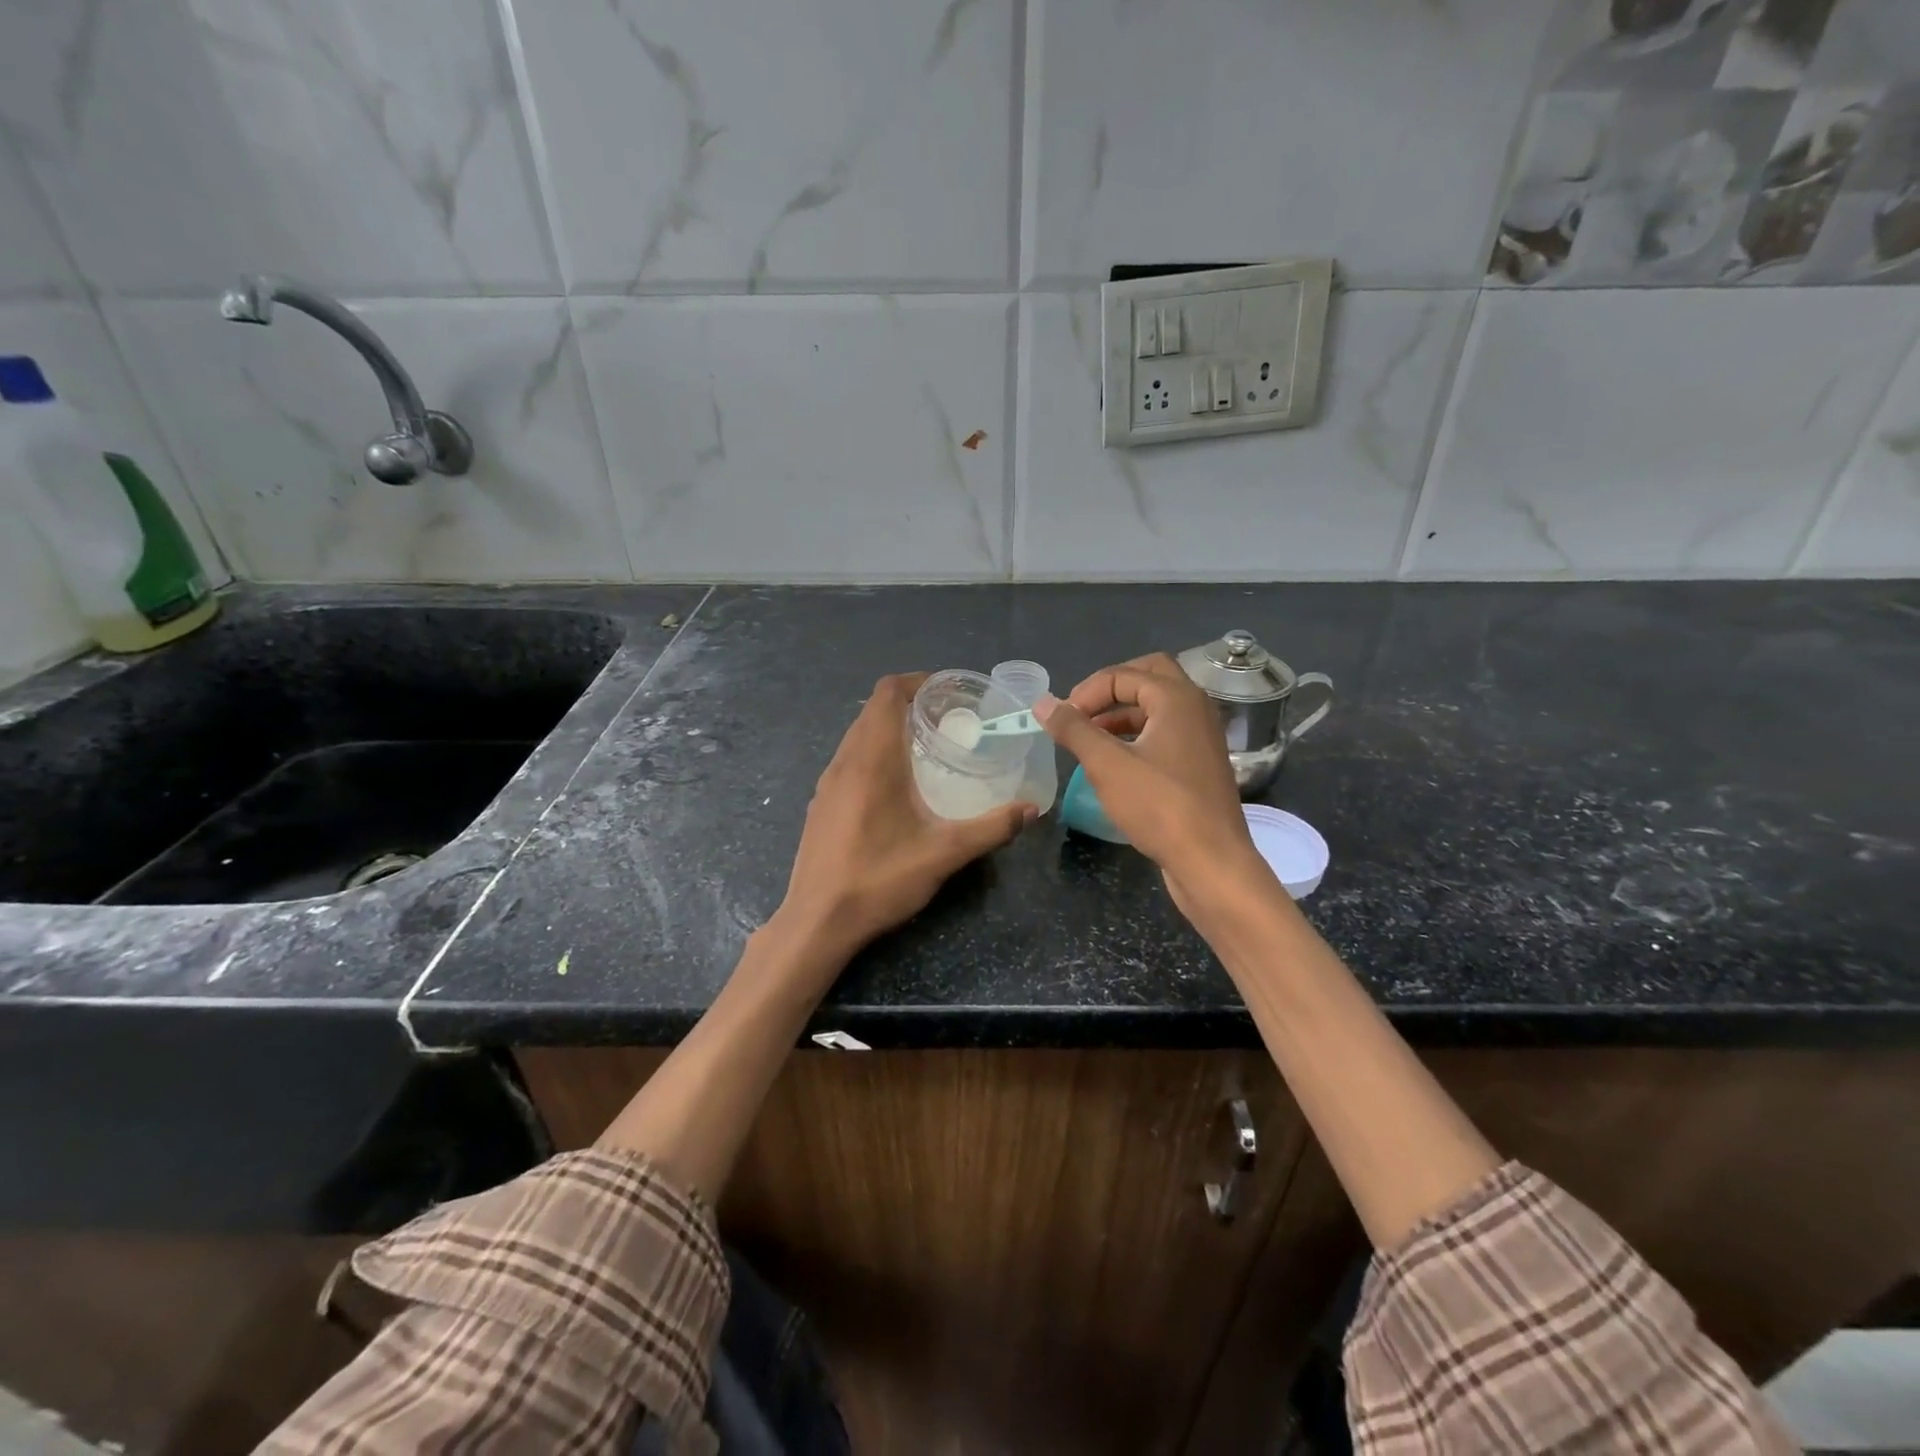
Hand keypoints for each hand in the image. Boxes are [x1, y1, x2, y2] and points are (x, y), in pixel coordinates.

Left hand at [778, 673, 1033, 965]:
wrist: (817, 922)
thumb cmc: (879, 879)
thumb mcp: (944, 854)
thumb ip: (991, 828)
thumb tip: (1031, 809)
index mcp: (873, 759)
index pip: (887, 692)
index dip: (917, 682)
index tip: (949, 693)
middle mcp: (845, 760)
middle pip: (873, 710)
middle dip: (910, 704)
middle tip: (948, 720)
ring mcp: (827, 783)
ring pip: (858, 734)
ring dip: (889, 728)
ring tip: (926, 748)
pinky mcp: (821, 804)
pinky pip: (849, 758)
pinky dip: (874, 752)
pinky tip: (896, 787)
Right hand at [1035, 654, 1258, 913]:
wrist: (1211, 861)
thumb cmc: (1159, 806)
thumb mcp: (1106, 765)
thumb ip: (1073, 729)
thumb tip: (1043, 703)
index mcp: (1177, 698)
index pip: (1122, 674)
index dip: (1086, 692)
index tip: (1062, 721)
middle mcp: (1195, 708)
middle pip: (1149, 677)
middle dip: (1110, 690)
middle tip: (1082, 712)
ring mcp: (1202, 736)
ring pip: (1158, 707)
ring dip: (1122, 714)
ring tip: (1090, 739)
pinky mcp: (1200, 764)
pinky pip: (1165, 733)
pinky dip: (1137, 735)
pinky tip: (1115, 763)